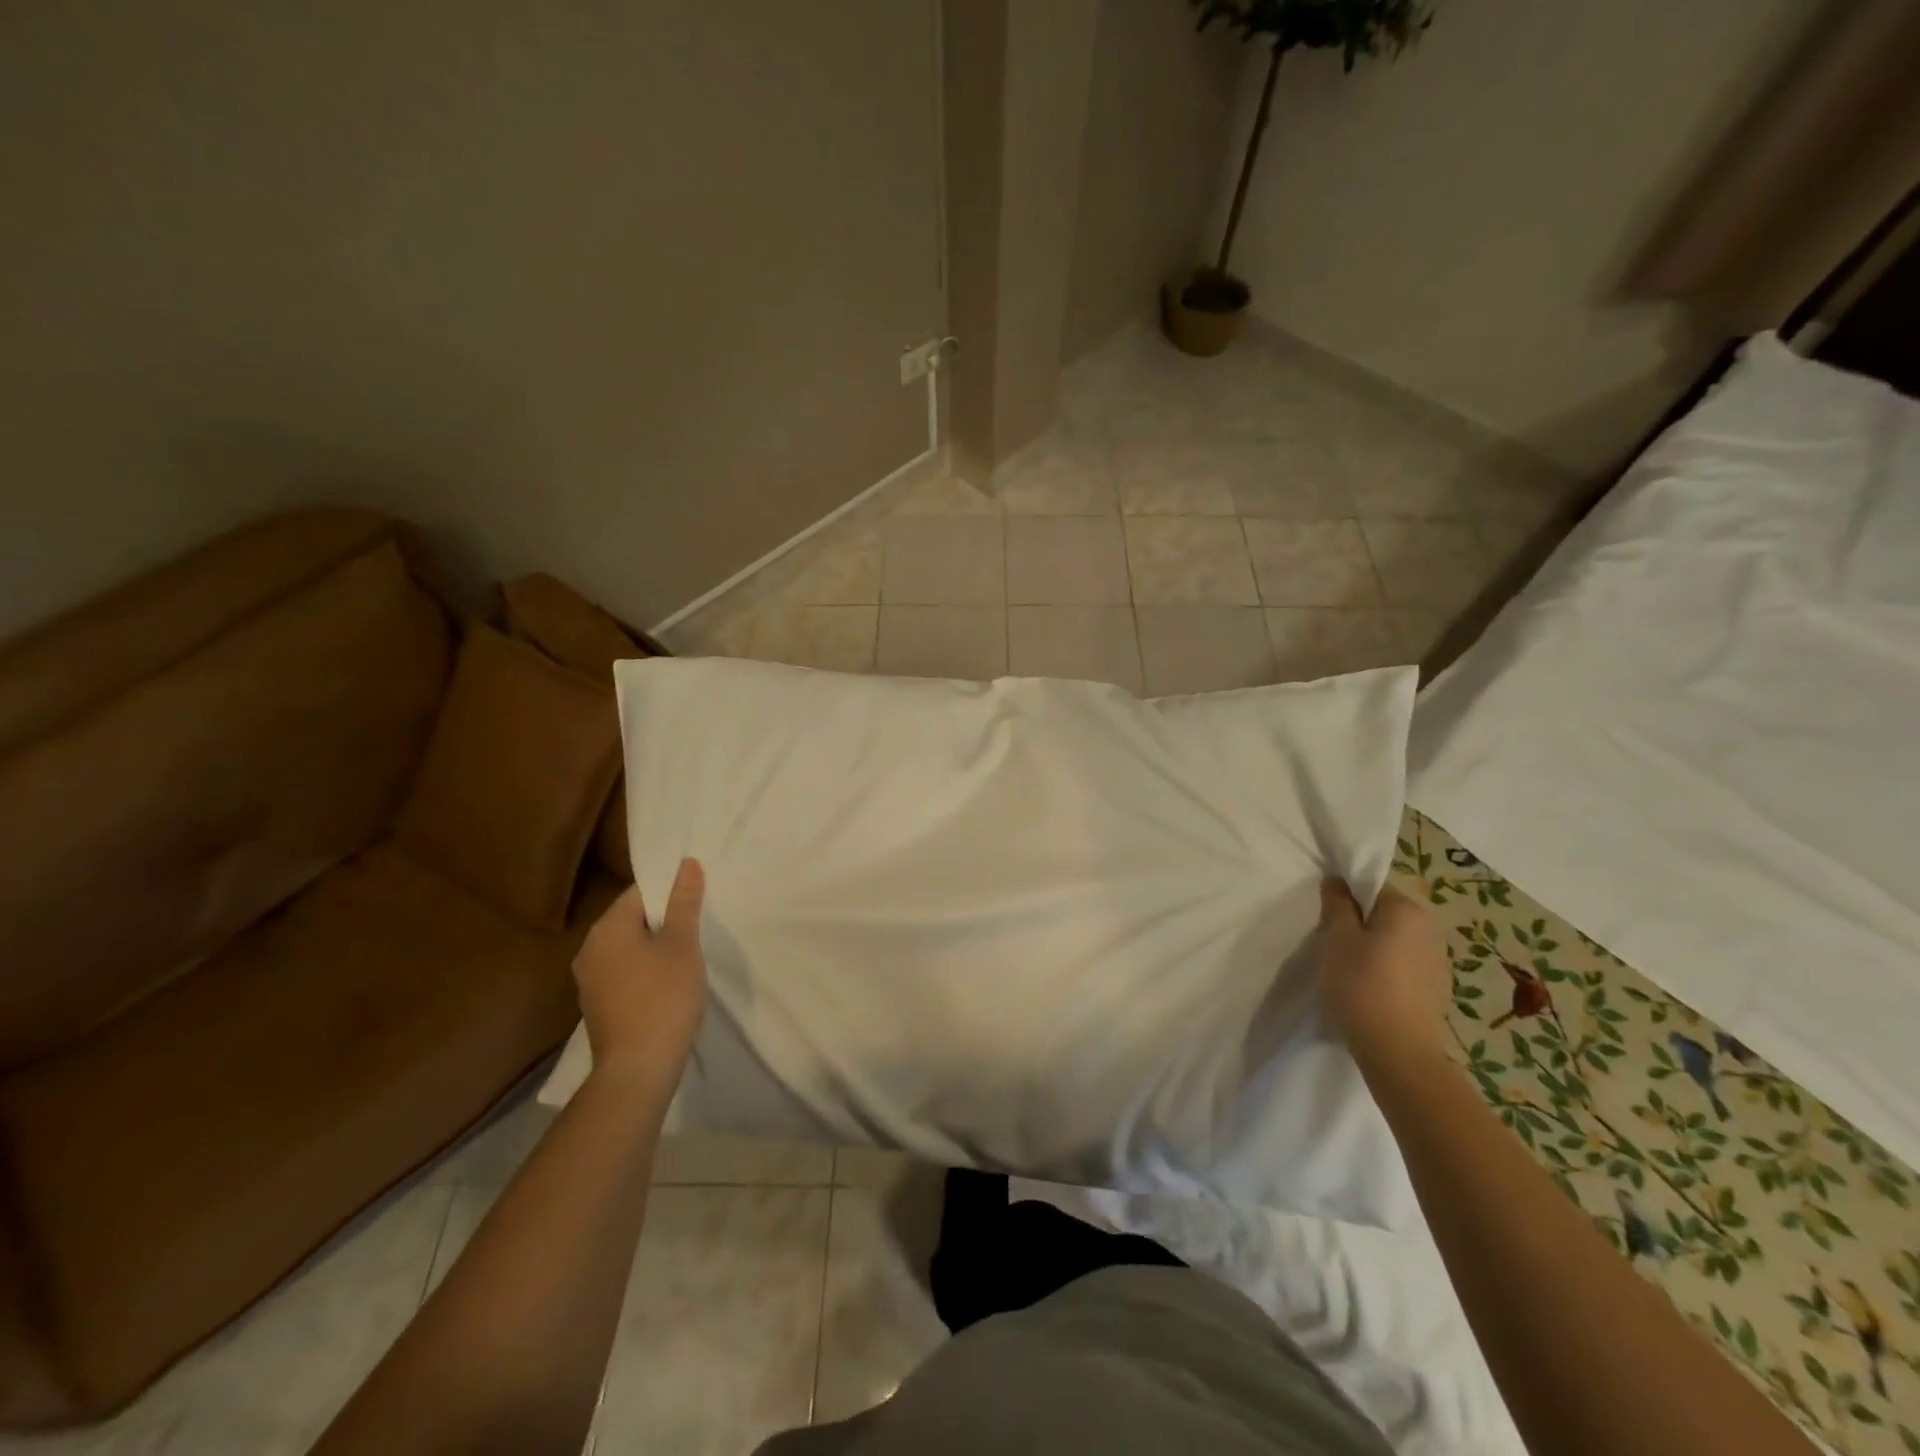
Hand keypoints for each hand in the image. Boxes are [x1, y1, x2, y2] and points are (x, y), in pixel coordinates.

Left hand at [573, 859, 706, 1092]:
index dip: (670, 892)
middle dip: (663, 920)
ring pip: (627, 948)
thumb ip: (684, 902)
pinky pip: (623, 972)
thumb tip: (687, 863)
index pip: (639, 892)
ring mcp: (589, 980)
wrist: (637, 1069)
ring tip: (687, 955)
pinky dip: (644, 970)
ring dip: (654, 946)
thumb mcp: (682, 945)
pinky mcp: (597, 1005)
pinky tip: (667, 984)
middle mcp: (590, 949)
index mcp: (607, 928)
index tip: (696, 903)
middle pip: (631, 919)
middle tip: (697, 927)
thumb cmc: (663, 998)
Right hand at [1316, 880, 1451, 1070]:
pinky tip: (1372, 989)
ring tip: (1352, 970)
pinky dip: (1388, 968)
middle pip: (1385, 913)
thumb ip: (1337, 904)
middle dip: (1361, 923)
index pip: (1371, 887)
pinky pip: (1406, 963)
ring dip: (1375, 947)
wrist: (1398, 1050)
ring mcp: (1439, 959)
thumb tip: (1337, 881)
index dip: (1346, 899)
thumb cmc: (1361, 985)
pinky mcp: (1438, 987)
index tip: (1328, 921)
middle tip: (1335, 946)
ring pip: (1396, 939)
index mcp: (1407, 910)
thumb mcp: (1337, 938)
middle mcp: (1430, 928)